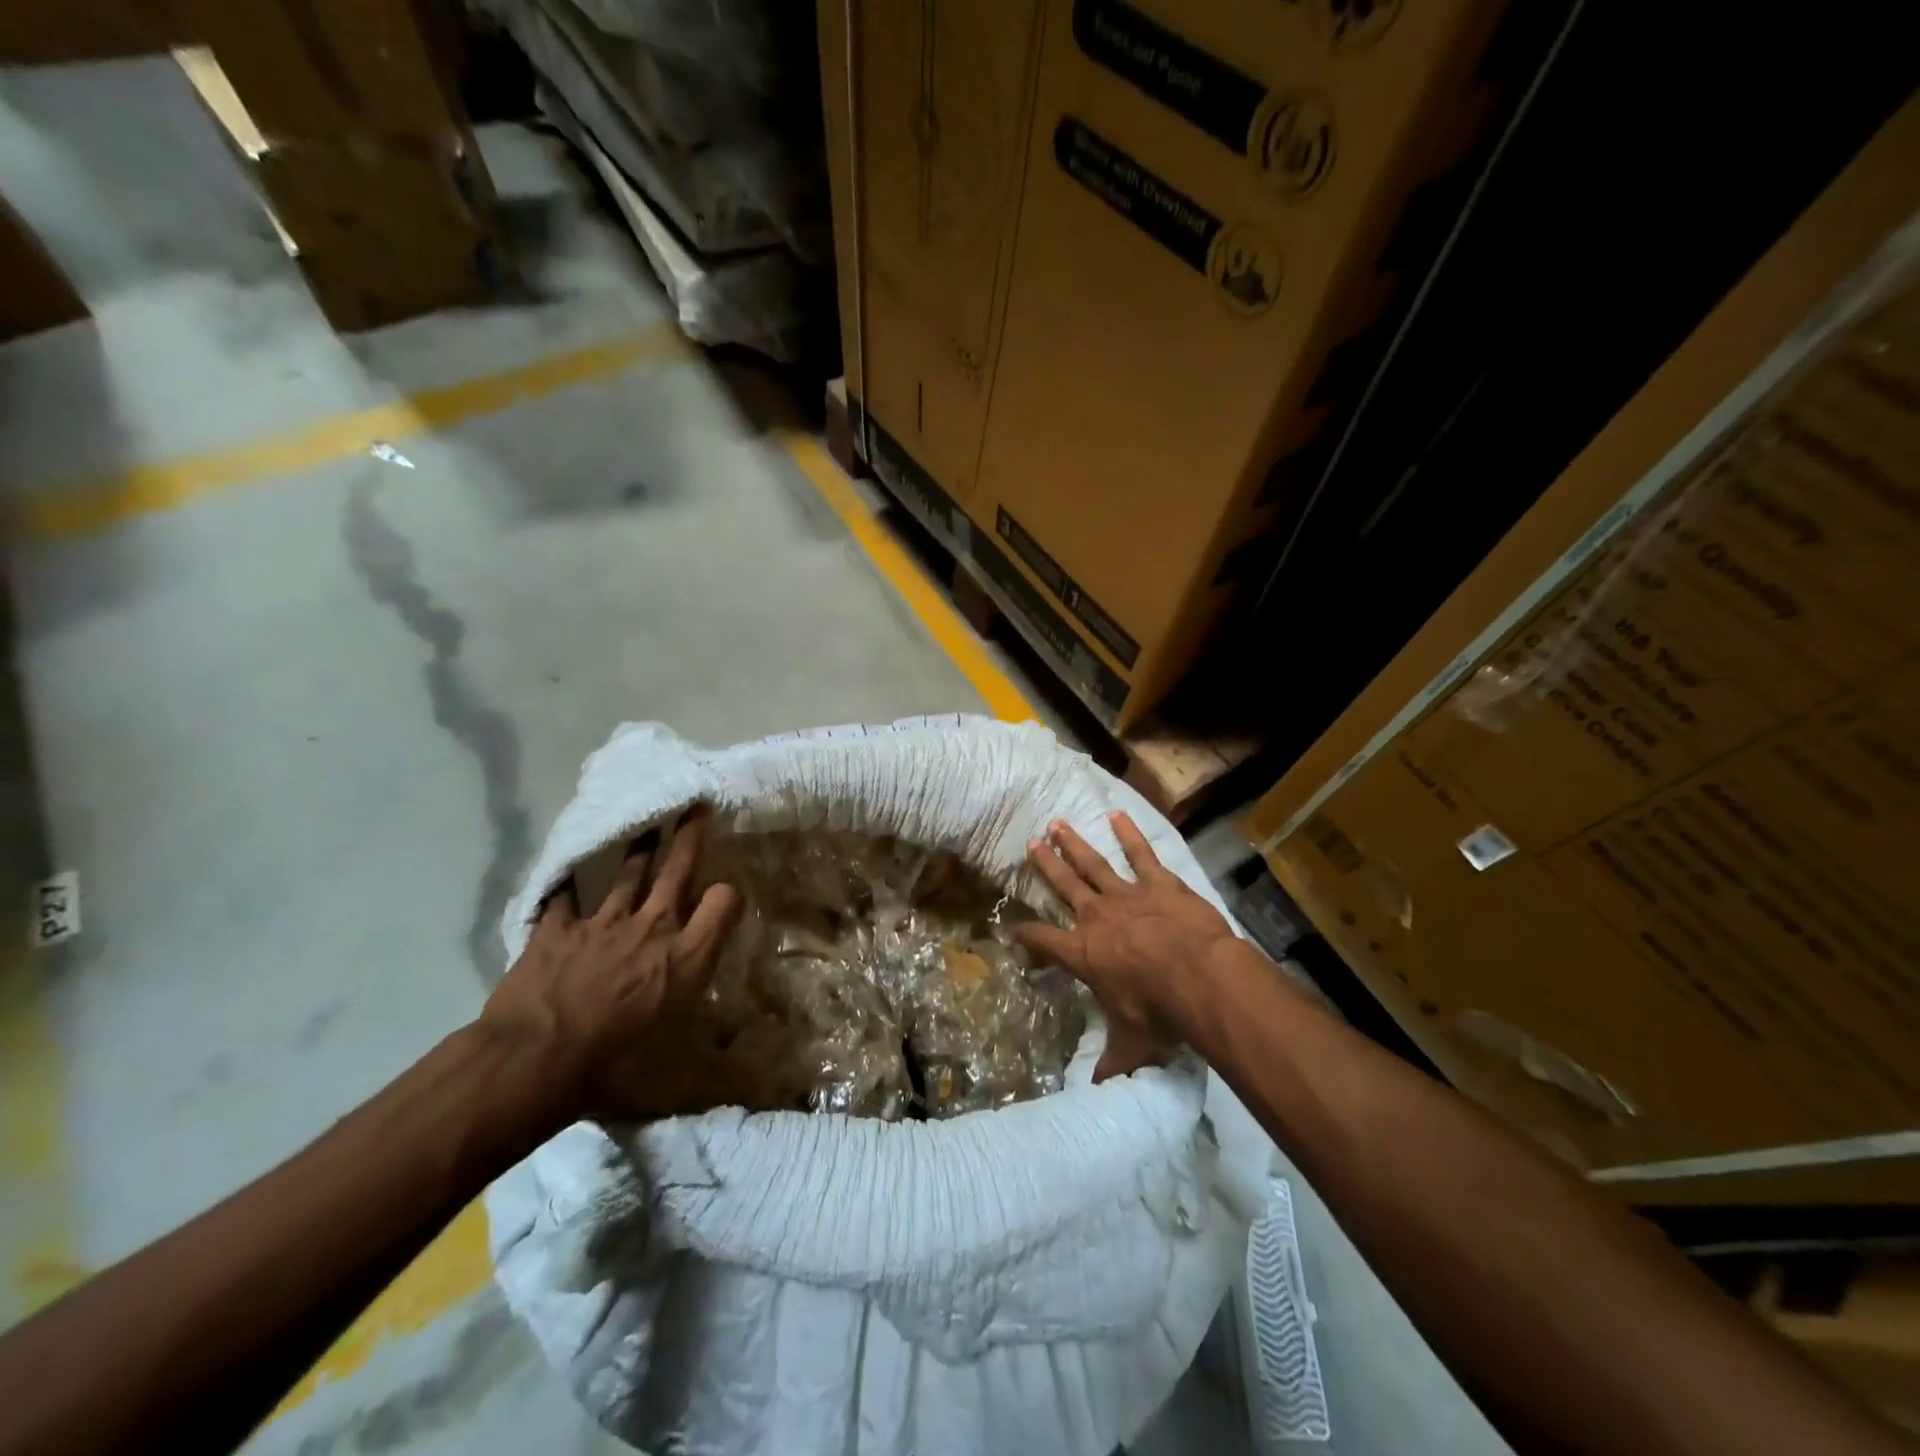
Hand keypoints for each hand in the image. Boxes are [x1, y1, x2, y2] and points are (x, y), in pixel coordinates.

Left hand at [480, 804, 739, 1123]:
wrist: (534, 1060)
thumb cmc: (609, 1067)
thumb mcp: (665, 1060)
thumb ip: (687, 1040)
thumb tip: (715, 1074)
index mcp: (684, 959)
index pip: (723, 906)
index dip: (728, 894)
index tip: (728, 892)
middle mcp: (652, 929)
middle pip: (677, 871)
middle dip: (689, 837)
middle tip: (695, 807)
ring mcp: (602, 923)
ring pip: (627, 873)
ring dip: (638, 849)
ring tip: (646, 828)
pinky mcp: (557, 928)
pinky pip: (563, 898)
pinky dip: (565, 888)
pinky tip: (565, 877)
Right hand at [1016, 812, 1239, 1080]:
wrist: (1199, 977)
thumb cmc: (1158, 1011)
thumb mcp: (1131, 1043)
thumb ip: (1114, 1062)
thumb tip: (1099, 1089)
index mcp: (1083, 953)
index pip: (1043, 941)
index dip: (1026, 936)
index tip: (1014, 929)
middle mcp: (1097, 917)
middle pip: (1064, 886)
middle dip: (1046, 866)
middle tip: (1031, 842)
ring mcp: (1127, 895)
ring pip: (1093, 864)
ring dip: (1074, 844)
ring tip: (1057, 824)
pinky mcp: (1159, 884)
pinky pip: (1141, 854)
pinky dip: (1128, 834)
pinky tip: (1117, 814)